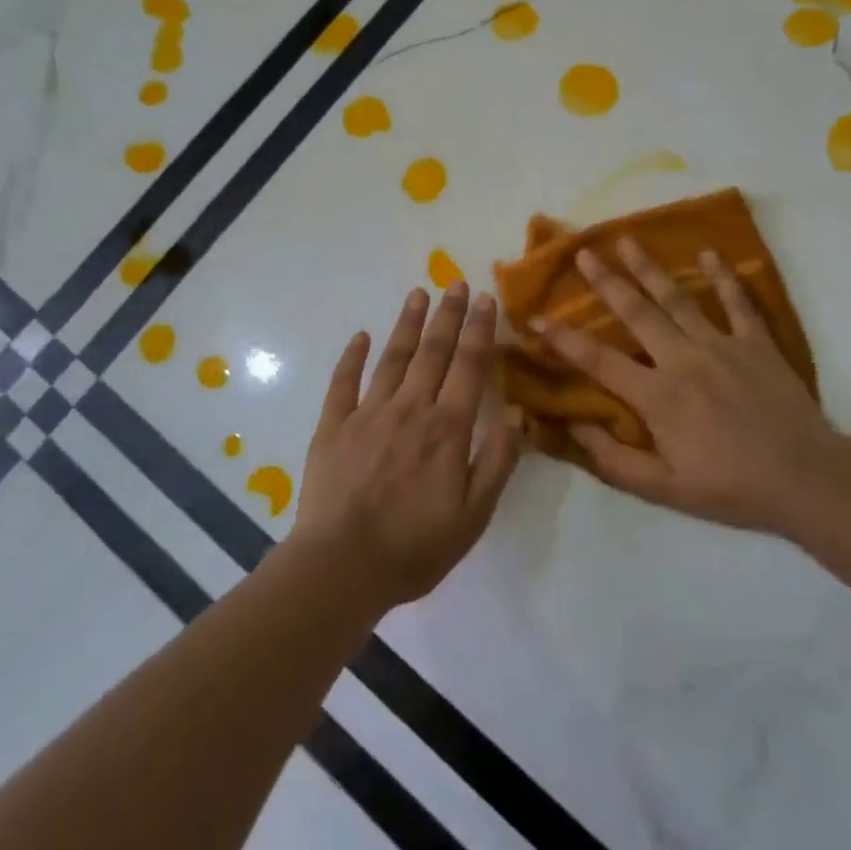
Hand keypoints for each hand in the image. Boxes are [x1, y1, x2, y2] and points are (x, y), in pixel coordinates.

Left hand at [290, 283, 521, 609]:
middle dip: (447, 315)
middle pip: (433, 352)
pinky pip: (343, 383)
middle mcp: (410, 409)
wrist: (341, 567)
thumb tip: (518, 414)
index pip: (469, 366)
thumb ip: (498, 461)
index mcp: (447, 428)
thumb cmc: (415, 546)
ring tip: (417, 294)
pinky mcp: (332, 427)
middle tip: (455, 283)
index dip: (479, 330)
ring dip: (407, 324)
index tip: (485, 298)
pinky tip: (359, 336)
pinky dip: (351, 357)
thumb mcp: (474, 515)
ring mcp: (367, 414)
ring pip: (392, 358)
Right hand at [533, 240, 850, 536]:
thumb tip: (572, 426)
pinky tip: (708, 254)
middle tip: (584, 253)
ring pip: (678, 298)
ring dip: (650, 267)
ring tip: (627, 239)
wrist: (804, 478)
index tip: (535, 318)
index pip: (598, 360)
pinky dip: (723, 276)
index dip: (562, 339)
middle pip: (636, 312)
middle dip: (605, 281)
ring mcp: (721, 345)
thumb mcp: (664, 489)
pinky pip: (737, 302)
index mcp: (657, 395)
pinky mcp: (755, 342)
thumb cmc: (730, 487)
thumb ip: (614, 459)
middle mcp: (682, 359)